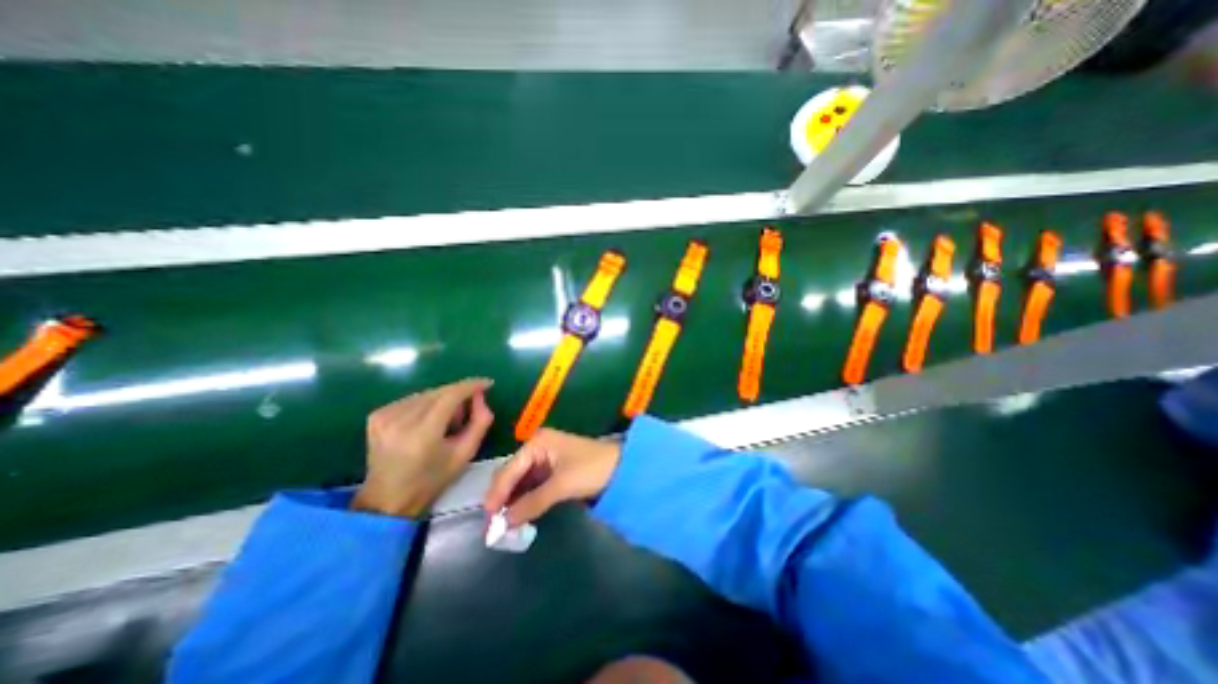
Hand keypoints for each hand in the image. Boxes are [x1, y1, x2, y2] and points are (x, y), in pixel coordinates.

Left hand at [350, 379, 489, 518]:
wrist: (387, 499)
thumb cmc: (432, 479)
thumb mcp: (465, 454)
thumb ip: (480, 422)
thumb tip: (481, 397)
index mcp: (422, 434)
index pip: (451, 395)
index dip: (471, 386)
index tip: (487, 384)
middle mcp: (400, 420)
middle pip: (439, 392)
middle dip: (458, 395)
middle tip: (467, 412)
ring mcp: (385, 416)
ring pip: (427, 394)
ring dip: (442, 401)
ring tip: (445, 422)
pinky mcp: (377, 415)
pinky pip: (412, 399)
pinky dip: (425, 405)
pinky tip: (426, 422)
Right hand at [483, 428, 622, 529]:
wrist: (622, 467)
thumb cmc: (591, 469)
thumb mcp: (561, 486)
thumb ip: (531, 503)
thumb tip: (503, 524)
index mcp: (537, 442)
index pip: (509, 469)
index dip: (497, 494)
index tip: (486, 519)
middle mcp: (537, 446)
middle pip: (512, 474)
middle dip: (503, 498)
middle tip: (492, 526)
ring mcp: (545, 457)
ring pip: (521, 481)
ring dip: (513, 501)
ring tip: (503, 524)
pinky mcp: (553, 469)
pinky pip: (533, 484)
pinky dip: (526, 499)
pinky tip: (520, 514)